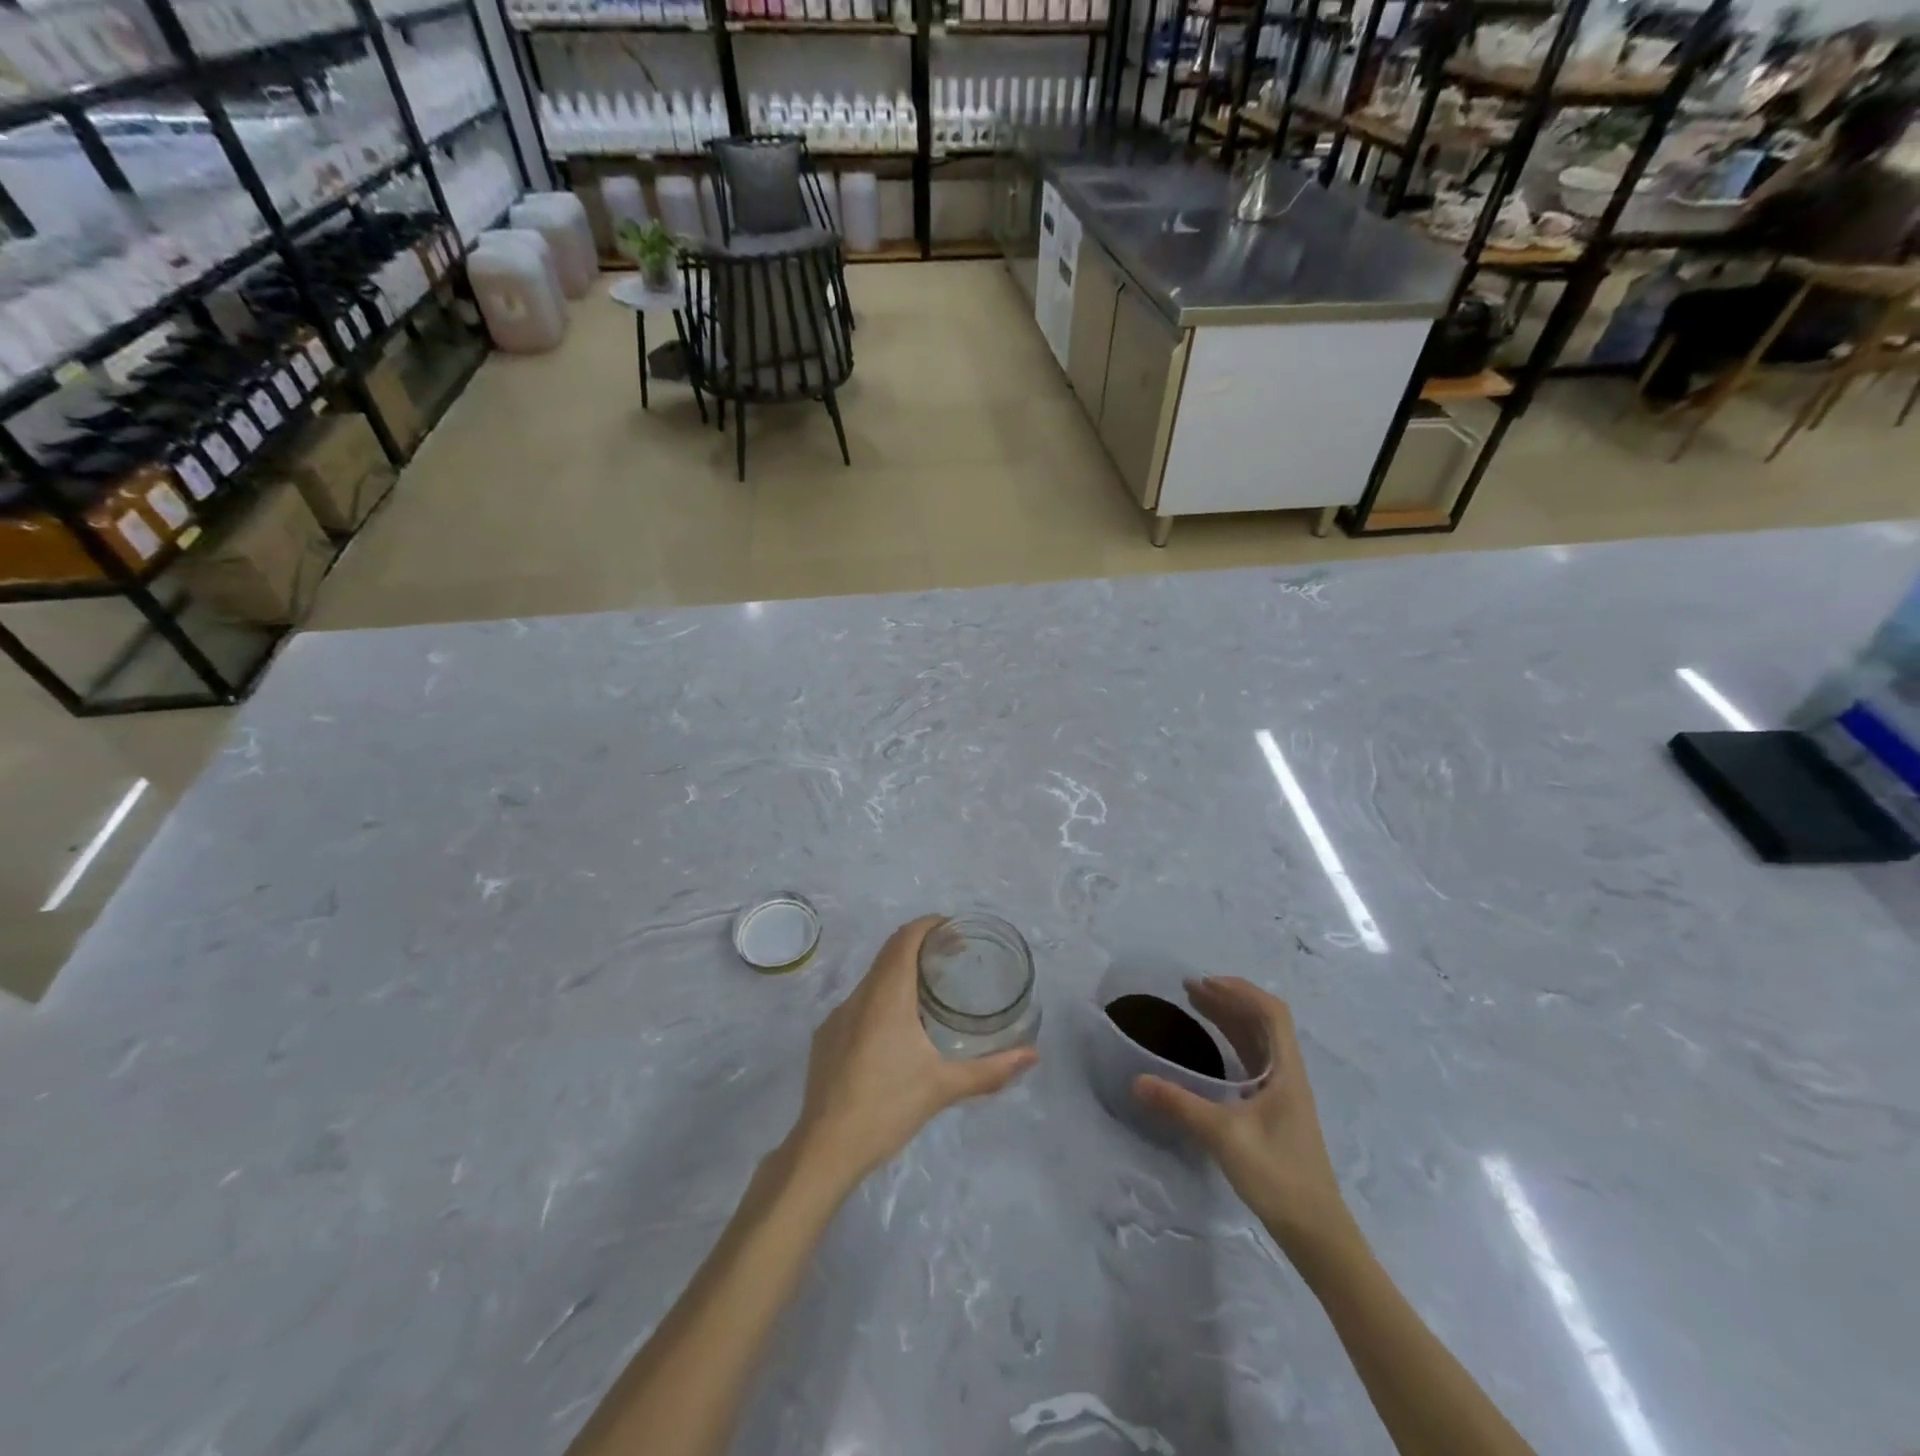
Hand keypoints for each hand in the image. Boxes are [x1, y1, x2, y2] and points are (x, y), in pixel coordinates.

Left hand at [789, 916, 1037, 1189]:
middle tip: (952, 958)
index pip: (905, 939)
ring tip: (930, 994)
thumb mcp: (943, 1087)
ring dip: (900, 975)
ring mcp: (837, 1017)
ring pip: (873, 980)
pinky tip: (896, 1032)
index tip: (954, 931)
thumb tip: (1033, 1055)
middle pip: (889, 954)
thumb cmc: (887, 1108)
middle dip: (920, 947)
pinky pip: (859, 1004)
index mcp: (886, 996)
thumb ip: (990, 1070)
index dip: (929, 926)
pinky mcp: (826, 1039)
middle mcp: (859, 996)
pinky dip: (882, 1000)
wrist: (824, 1149)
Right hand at [1133, 977, 1353, 1254]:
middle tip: (1189, 989)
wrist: (1315, 1231)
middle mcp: (1288, 1074)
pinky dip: (1232, 1043)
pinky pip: (1253, 1061)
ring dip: (1229, 1019)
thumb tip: (1136, 1080)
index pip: (1271, 1012)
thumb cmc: (1277, 1175)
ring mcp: (1284, 1093)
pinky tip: (1212, 1049)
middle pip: (1262, 1022)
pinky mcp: (1276, 1111)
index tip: (1205, 983)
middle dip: (1228, 1000)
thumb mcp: (1223, 1136)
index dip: (1240, 990)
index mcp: (1286, 1071)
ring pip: (1258, 1041)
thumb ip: (1179, 1105)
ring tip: (1196, 1006)